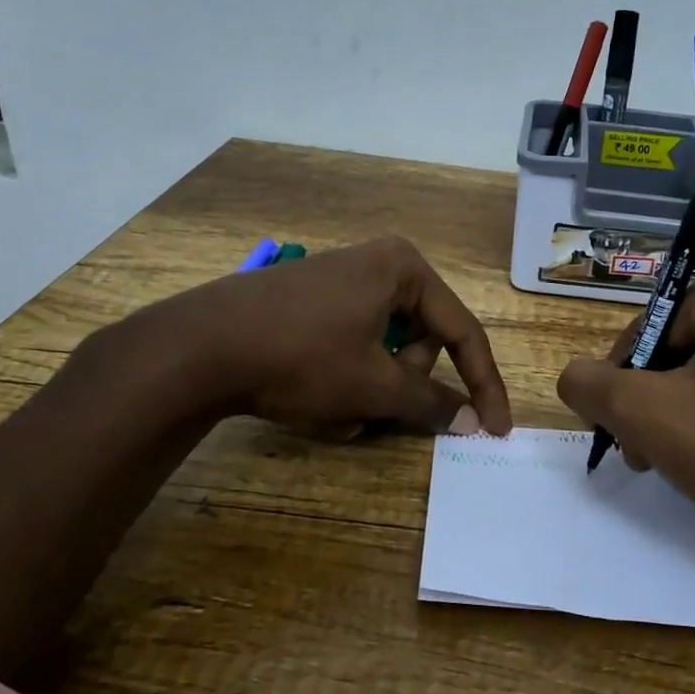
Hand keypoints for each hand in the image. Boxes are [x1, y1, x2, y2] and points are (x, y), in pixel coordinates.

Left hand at [100, 237, 512, 437]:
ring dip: (371, 389)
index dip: (484, 385)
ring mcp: (340, 280)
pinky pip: (350, 345)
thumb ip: (432, 402)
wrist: (199, 346)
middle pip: (420, 339)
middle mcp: (378, 263)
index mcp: (405, 268)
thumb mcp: (374, 386)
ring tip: (337, 412)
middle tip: (376, 409)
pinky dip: (344, 379)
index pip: (463, 332)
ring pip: (383, 349)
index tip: (496, 430)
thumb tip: (474, 420)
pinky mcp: (310, 300)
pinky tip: (313, 399)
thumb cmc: (302, 357)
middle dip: (403, 385)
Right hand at [555, 264, 694, 630]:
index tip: (617, 422)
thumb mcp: (646, 413)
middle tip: (638, 451)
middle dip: (647, 401)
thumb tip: (573, 377)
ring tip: (668, 466)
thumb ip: (591, 385)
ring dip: (675, 419)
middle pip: (676, 350)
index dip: (621, 375)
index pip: (648, 324)